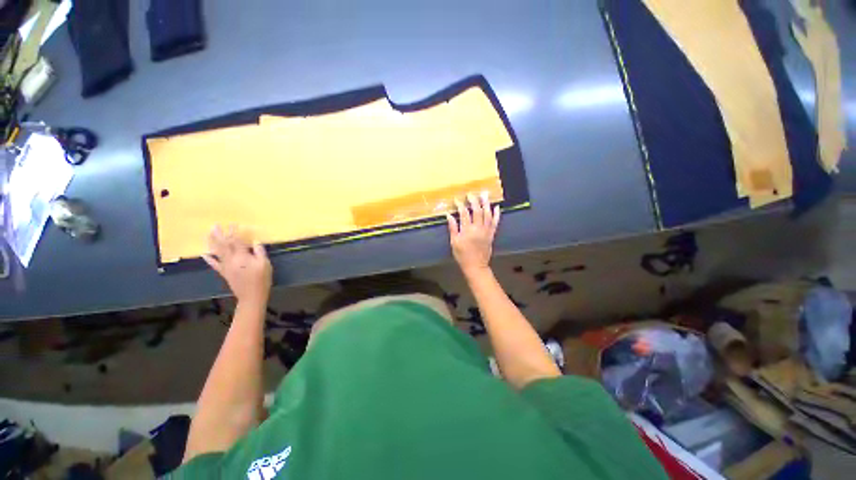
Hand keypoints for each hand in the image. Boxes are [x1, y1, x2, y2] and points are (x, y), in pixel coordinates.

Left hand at [202, 225, 271, 304]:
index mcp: (242, 257)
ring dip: (212, 242)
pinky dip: (209, 258)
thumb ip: (259, 252)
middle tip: (215, 225)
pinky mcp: (224, 273)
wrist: (251, 296)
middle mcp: (231, 260)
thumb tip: (255, 242)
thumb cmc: (261, 279)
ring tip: (209, 234)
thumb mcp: (265, 264)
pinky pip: (214, 264)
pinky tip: (204, 253)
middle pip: (224, 245)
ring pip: (217, 252)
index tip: (234, 224)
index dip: (235, 232)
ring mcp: (225, 266)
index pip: (236, 241)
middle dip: (220, 234)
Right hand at [446, 193, 499, 276]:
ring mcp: (486, 231)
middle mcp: (478, 228)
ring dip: (486, 203)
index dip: (460, 205)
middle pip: (477, 211)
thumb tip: (449, 215)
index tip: (457, 199)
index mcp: (467, 230)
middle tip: (471, 194)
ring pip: (487, 214)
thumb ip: (453, 228)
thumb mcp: (454, 242)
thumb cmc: (462, 255)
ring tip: (484, 194)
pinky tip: (496, 207)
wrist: (476, 266)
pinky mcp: (491, 234)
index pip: (464, 213)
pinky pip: (495, 222)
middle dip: (474, 201)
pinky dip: (496, 214)